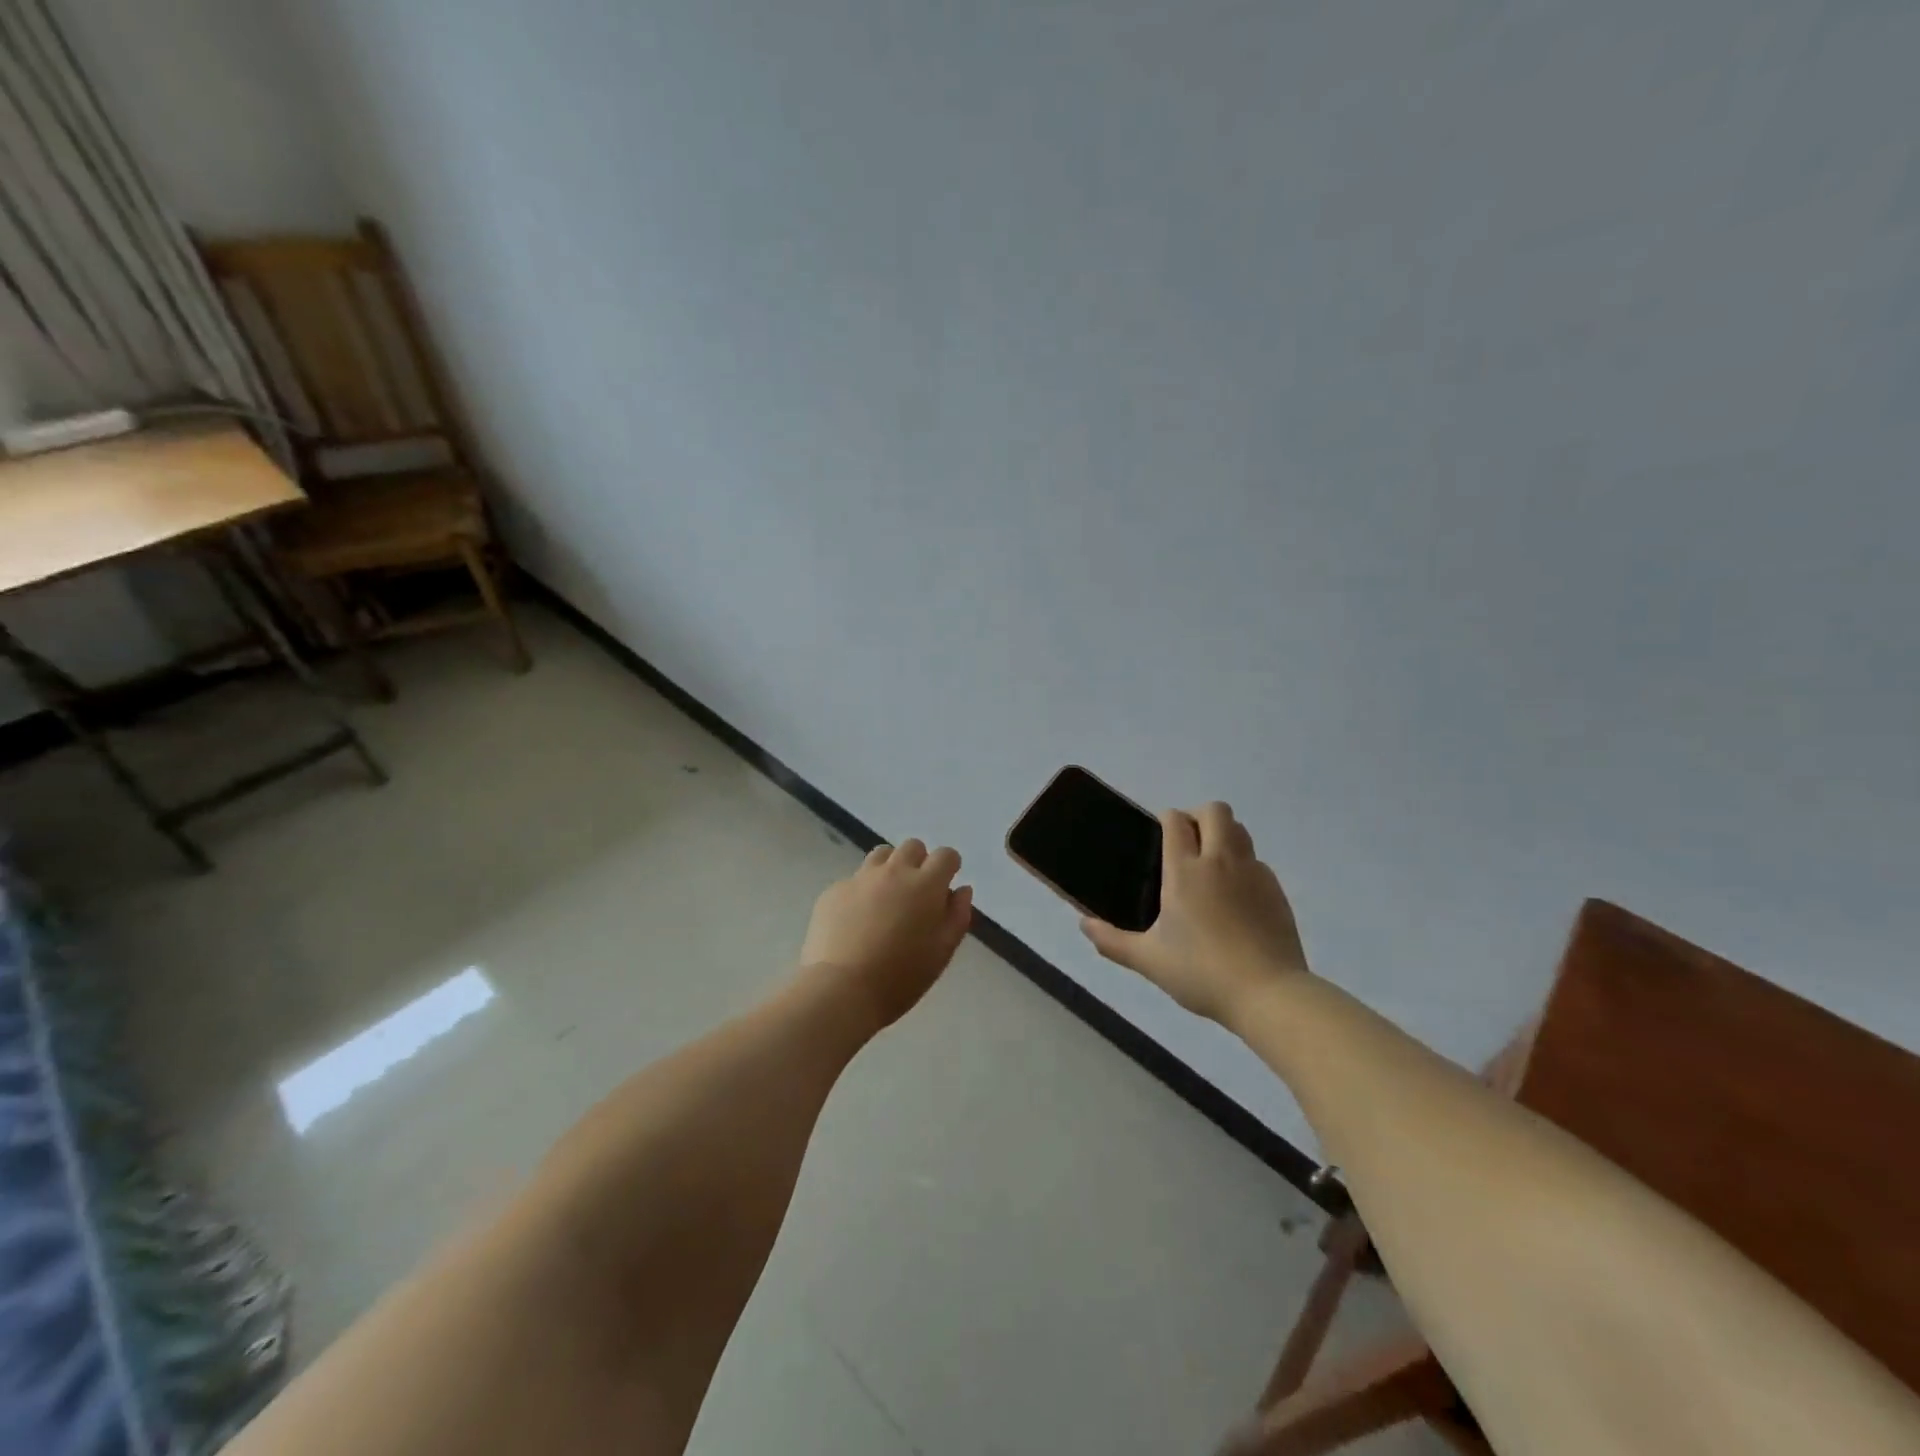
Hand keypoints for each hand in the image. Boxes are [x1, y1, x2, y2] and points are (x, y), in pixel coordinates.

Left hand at [800, 839, 973, 1026]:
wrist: (842, 990)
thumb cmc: (902, 976)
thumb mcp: (942, 951)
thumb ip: (957, 915)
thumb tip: (961, 890)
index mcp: (925, 884)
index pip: (945, 855)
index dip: (949, 867)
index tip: (945, 886)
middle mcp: (894, 871)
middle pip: (912, 847)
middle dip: (919, 863)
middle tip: (916, 895)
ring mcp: (860, 878)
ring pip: (881, 855)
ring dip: (890, 869)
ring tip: (887, 900)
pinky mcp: (834, 891)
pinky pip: (854, 880)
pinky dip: (862, 892)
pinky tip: (857, 921)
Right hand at [1080, 802, 1307, 1024]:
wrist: (1268, 994)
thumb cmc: (1201, 972)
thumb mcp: (1148, 960)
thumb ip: (1112, 941)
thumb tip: (1084, 925)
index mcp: (1185, 871)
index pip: (1176, 820)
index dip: (1166, 820)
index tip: (1158, 838)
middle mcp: (1220, 861)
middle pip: (1214, 811)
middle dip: (1198, 816)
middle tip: (1185, 844)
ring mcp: (1253, 873)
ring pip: (1240, 831)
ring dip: (1223, 835)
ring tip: (1209, 866)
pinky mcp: (1276, 890)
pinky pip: (1256, 862)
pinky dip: (1243, 866)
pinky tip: (1234, 898)